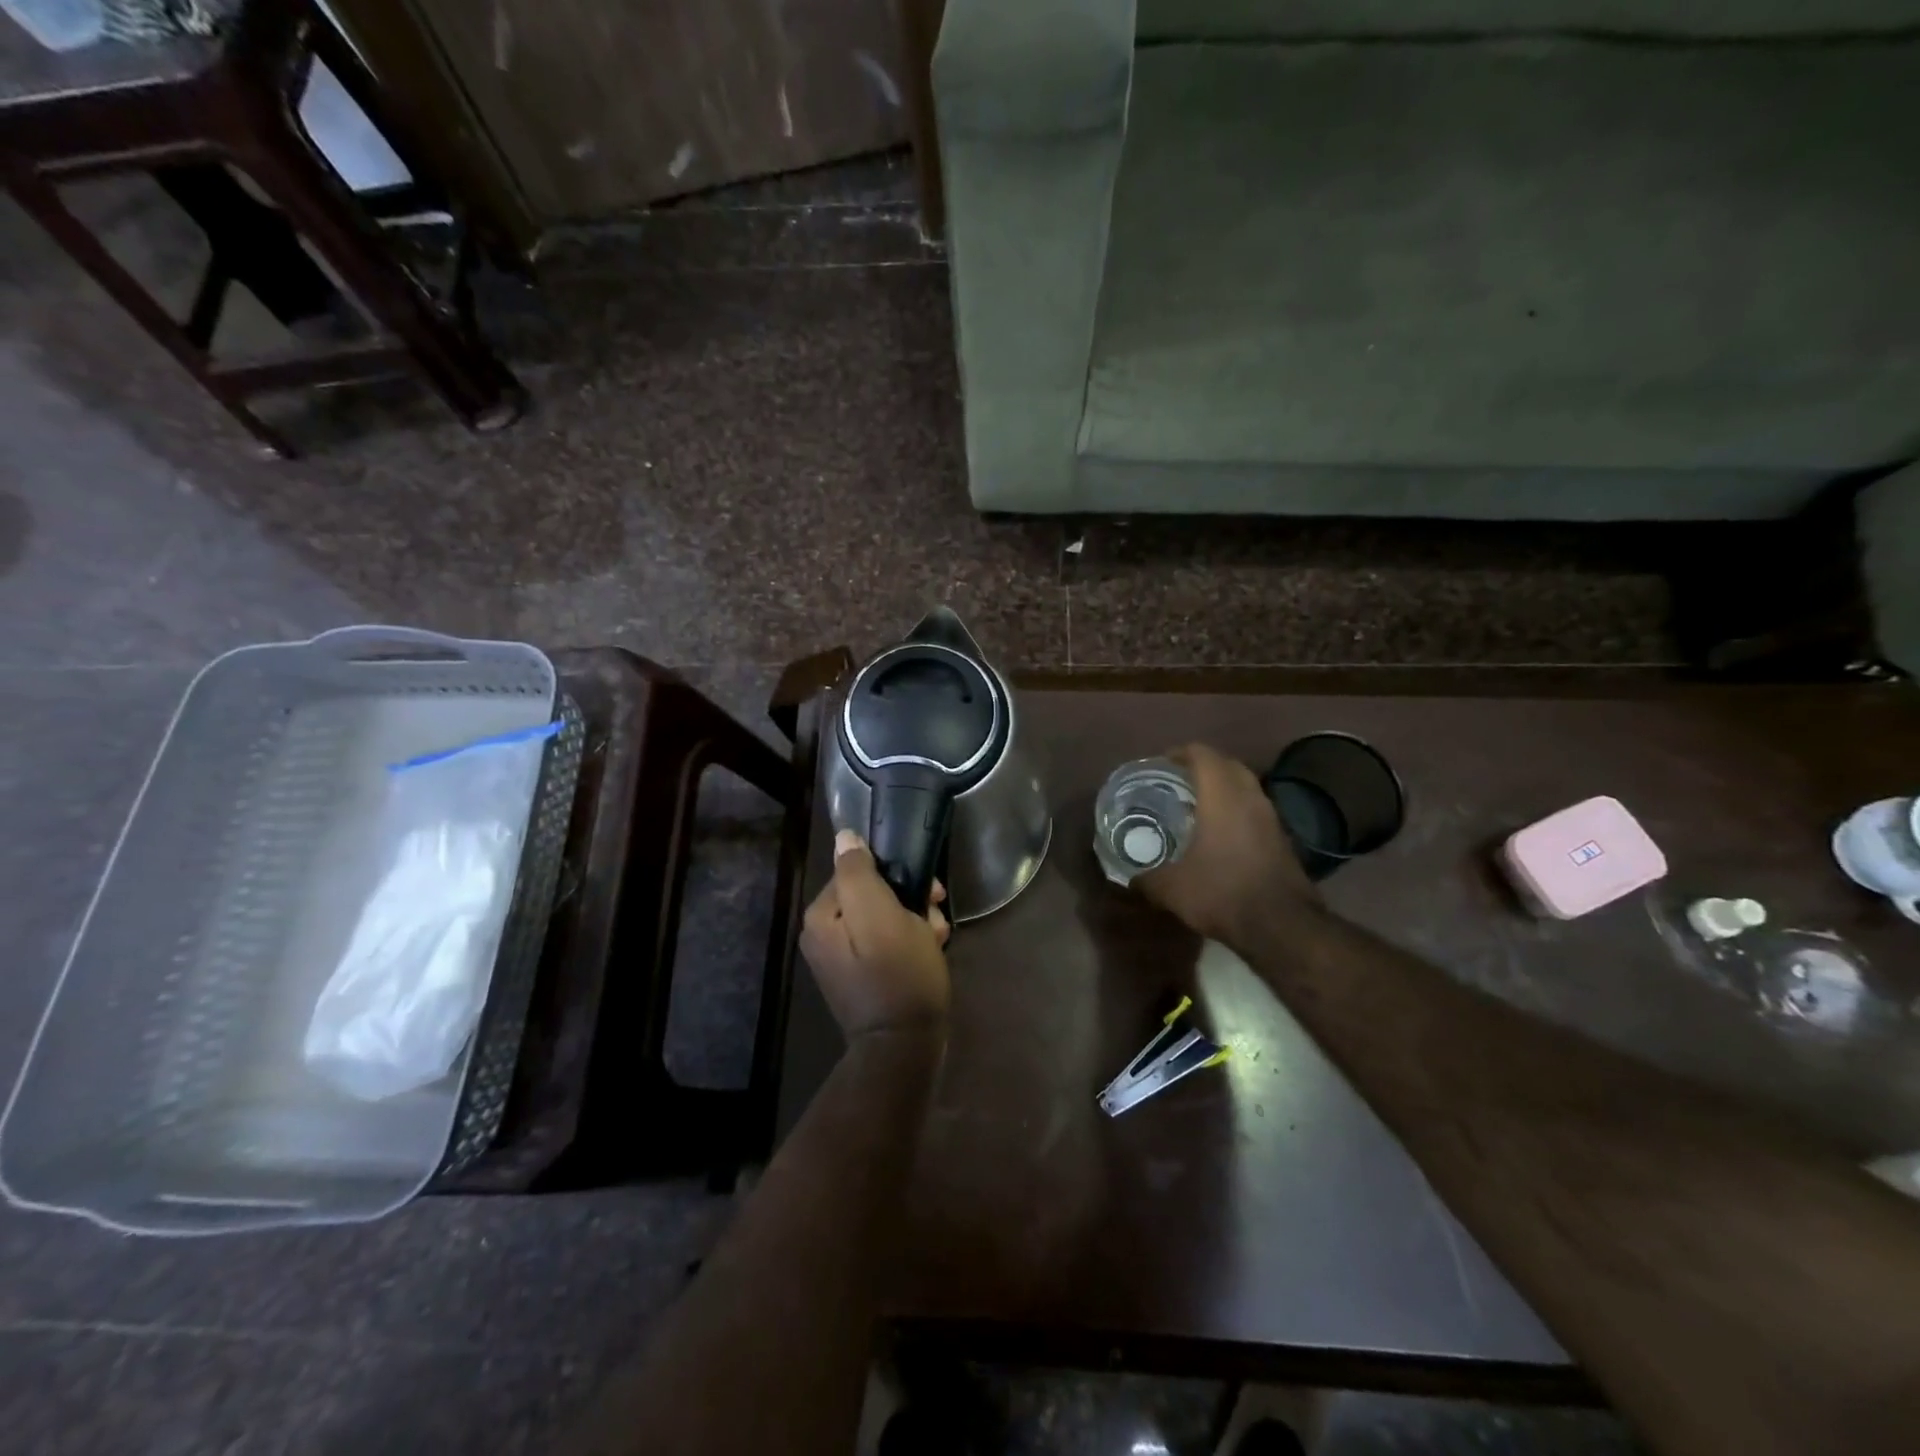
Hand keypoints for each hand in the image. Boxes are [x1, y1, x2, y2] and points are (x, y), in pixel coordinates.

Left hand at [802, 829, 951, 1040]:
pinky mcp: (862, 976)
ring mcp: (843, 957)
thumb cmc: (898, 976)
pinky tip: (931, 951)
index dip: (895, 874)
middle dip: (909, 900)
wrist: (903, 1049)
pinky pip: (887, 942)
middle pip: (873, 894)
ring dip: (916, 920)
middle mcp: (825, 934)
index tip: (928, 889)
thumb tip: (844, 837)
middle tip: (934, 916)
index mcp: (822, 916)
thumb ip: (858, 873)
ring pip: (885, 916)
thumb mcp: (881, 915)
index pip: (858, 870)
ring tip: (937, 938)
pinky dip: (910, 941)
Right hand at [1136, 743, 1317, 943]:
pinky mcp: (1282, 839)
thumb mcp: (1171, 888)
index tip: (1161, 764)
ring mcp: (1271, 818)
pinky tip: (1219, 834)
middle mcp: (1250, 798)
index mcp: (1222, 797)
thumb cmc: (1222, 893)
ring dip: (1223, 788)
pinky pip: (1255, 810)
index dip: (1180, 753)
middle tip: (1177, 782)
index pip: (1203, 754)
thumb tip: (1130, 879)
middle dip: (1203, 766)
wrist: (1282, 926)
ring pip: (1246, 787)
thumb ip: (1146, 878)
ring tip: (1196, 806)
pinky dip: (1237, 810)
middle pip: (1228, 764)